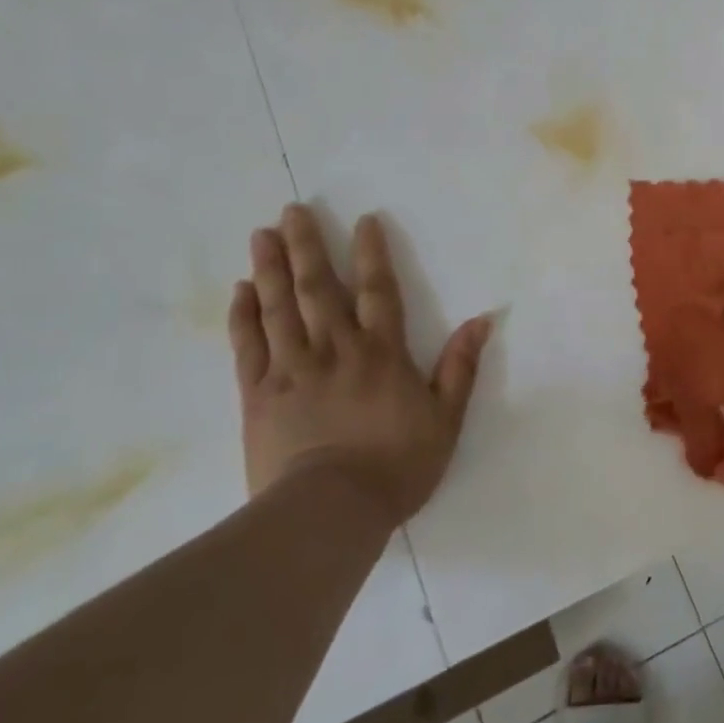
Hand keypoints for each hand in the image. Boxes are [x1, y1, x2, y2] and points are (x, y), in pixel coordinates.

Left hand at [228, 203, 492, 531]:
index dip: (372, 253)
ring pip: (279, 308)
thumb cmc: (396, 466)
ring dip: (271, 268)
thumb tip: (483, 320)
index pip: (379, 291)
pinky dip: (243, 315)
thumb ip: (460, 367)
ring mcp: (292, 369)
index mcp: (381, 353)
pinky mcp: (258, 394)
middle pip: (319, 289)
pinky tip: (240, 290)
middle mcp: (335, 349)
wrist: (330, 511)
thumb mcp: (446, 419)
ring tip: (262, 234)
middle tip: (291, 211)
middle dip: (306, 247)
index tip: (363, 220)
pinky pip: (248, 346)